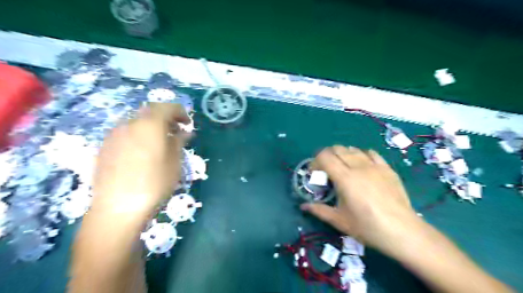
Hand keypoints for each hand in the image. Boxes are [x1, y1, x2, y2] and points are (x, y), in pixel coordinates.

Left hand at [90, 103, 190, 219]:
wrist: (118, 207)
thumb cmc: (155, 183)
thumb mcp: (174, 162)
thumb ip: (179, 141)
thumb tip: (185, 132)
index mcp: (150, 125)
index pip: (167, 107)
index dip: (180, 112)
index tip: (188, 124)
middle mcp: (130, 123)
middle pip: (150, 111)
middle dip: (166, 117)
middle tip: (176, 130)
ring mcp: (114, 134)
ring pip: (137, 121)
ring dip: (152, 125)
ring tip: (161, 141)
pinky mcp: (105, 146)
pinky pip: (126, 132)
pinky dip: (139, 134)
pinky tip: (143, 150)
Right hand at [300, 146, 419, 255]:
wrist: (402, 231)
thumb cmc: (367, 227)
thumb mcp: (339, 221)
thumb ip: (319, 210)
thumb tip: (303, 206)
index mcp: (344, 178)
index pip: (324, 156)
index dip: (315, 161)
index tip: (315, 173)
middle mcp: (358, 167)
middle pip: (337, 149)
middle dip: (327, 156)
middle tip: (327, 171)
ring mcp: (375, 166)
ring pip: (353, 149)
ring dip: (343, 154)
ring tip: (344, 168)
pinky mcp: (387, 169)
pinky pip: (371, 153)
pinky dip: (361, 155)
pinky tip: (362, 165)